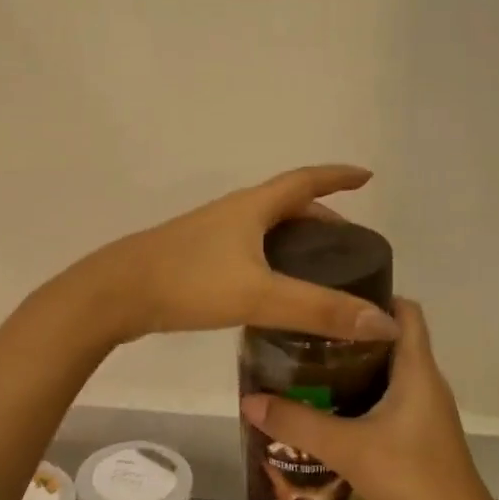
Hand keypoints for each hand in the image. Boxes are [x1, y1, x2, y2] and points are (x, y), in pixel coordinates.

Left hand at [75, 165, 402, 344]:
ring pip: (265, 229)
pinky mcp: (195, 259)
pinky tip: (273, 289)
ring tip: (318, 268)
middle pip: (286, 205)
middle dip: (321, 215)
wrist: (114, 294)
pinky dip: (271, 260)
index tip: (366, 176)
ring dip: (295, 239)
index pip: (305, 180)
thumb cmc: (189, 282)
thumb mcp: (259, 295)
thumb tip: (384, 323)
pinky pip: (247, 250)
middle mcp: (233, 213)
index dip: (337, 176)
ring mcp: (211, 236)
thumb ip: (319, 310)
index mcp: (252, 207)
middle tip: (347, 244)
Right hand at [238, 299, 498, 499]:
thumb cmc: (410, 478)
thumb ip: (297, 423)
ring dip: (353, 368)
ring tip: (306, 368)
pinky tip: (327, 413)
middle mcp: (425, 382)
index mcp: (417, 369)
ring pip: (388, 373)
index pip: (405, 311)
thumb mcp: (347, 447)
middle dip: (350, 334)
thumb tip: (249, 400)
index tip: (331, 294)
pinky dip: (360, 398)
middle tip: (304, 334)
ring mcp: (425, 411)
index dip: (374, 294)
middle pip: (391, 340)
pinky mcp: (420, 436)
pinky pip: (388, 401)